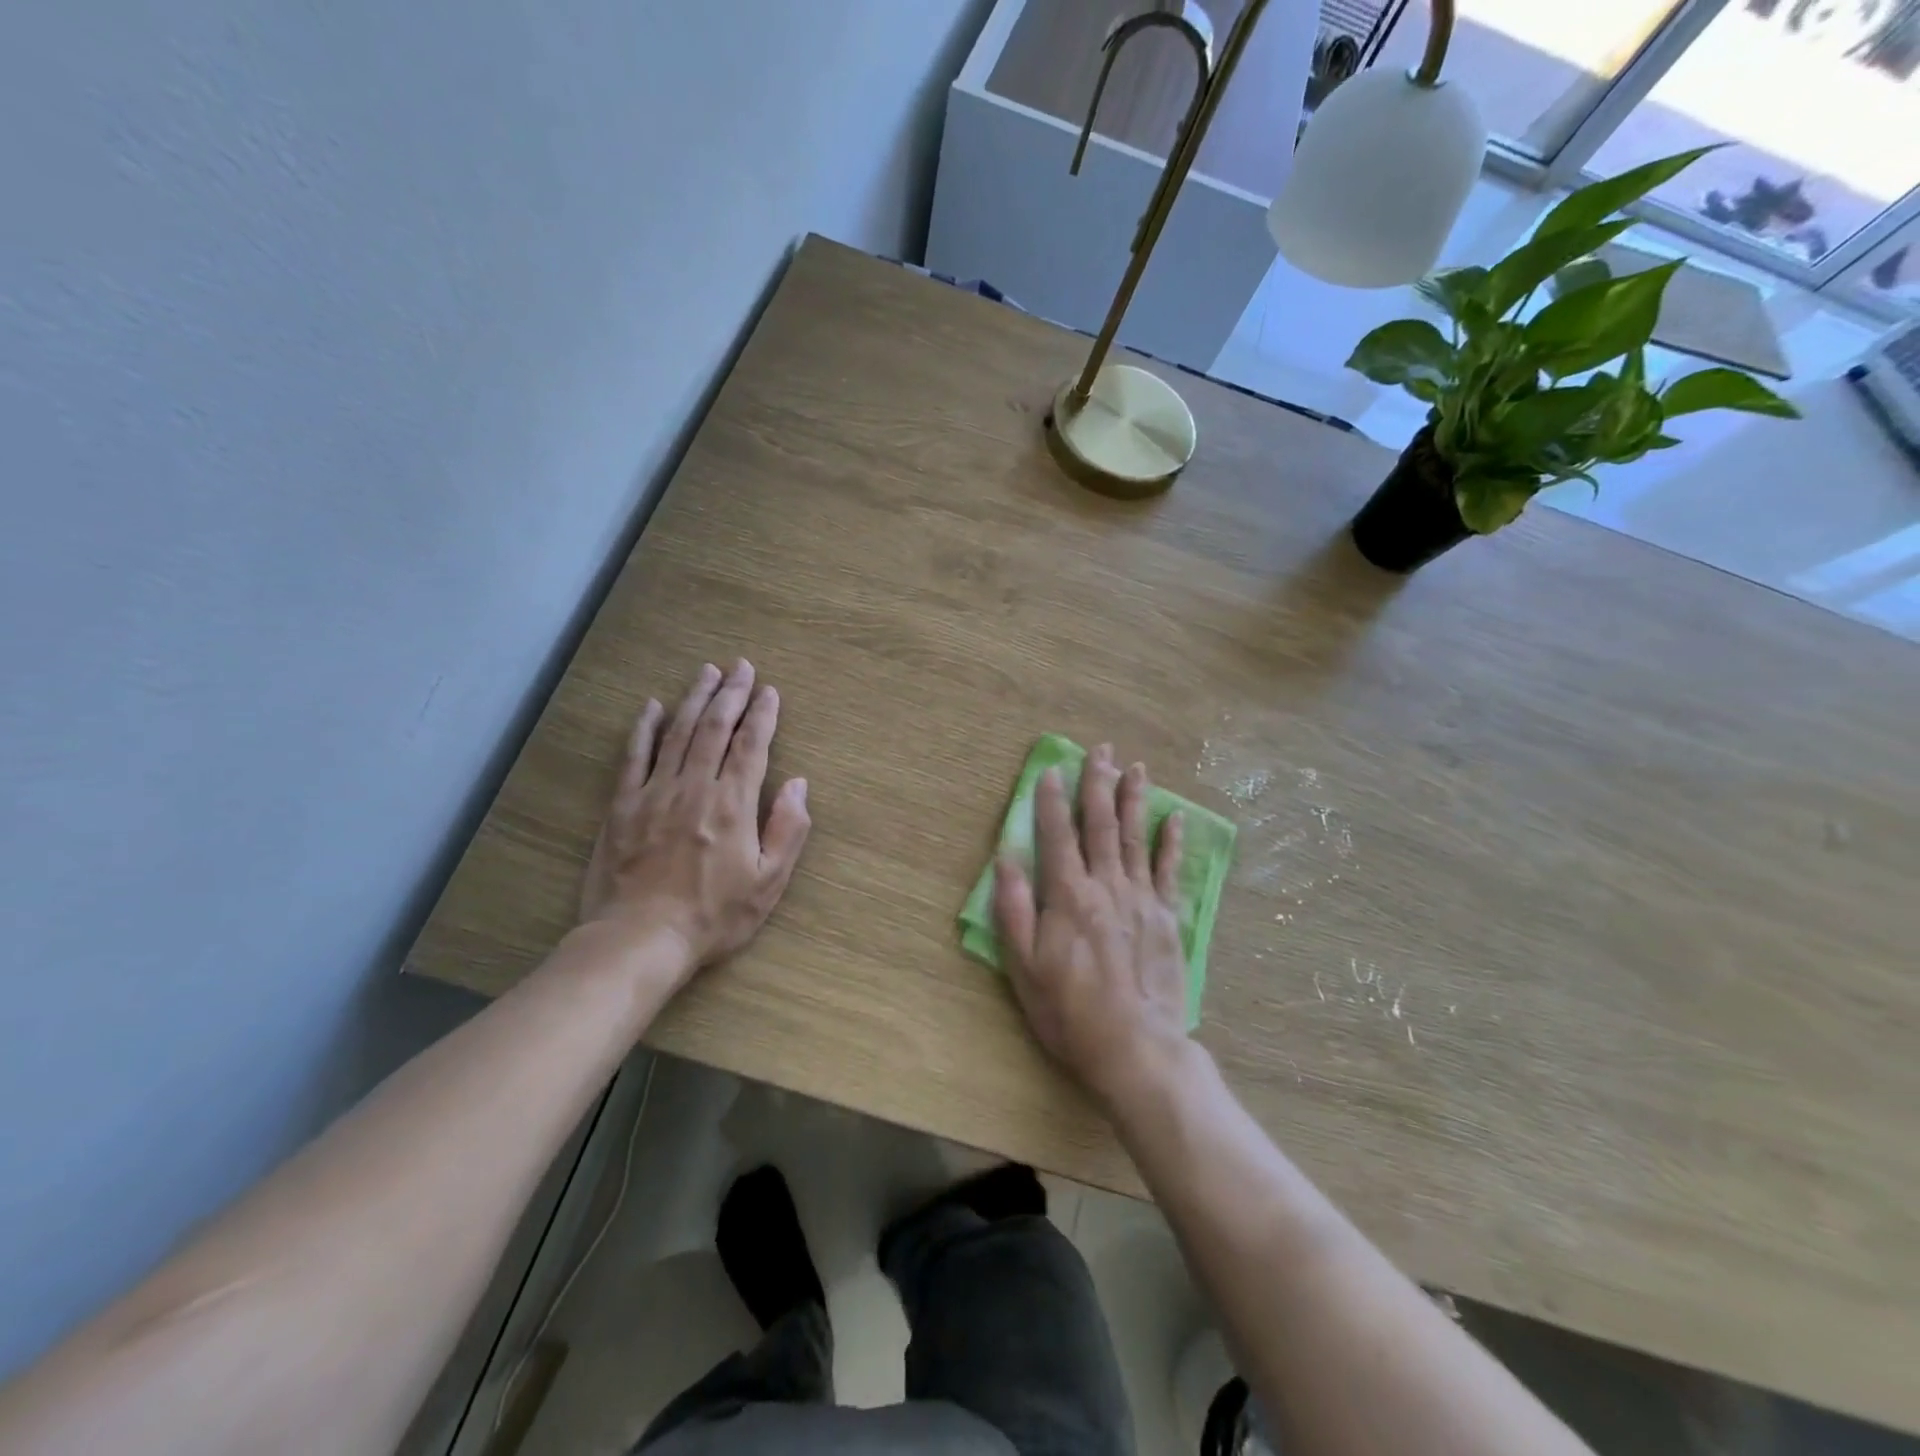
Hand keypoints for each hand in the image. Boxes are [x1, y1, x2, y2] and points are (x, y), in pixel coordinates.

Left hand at [580, 660, 810, 980]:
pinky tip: (651, 707)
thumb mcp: (768, 882)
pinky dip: (643, 729)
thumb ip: (788, 829)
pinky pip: (633, 757)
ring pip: (677, 733)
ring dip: (693, 699)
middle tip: (740, 666)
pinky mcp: (622, 806)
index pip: (751, 746)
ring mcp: (654, 793)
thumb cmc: (713, 916)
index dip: (762, 715)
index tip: (769, 691)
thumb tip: (799, 784)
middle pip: (714, 728)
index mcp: (732, 804)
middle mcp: (694, 787)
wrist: (640, 940)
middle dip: (731, 694)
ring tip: (706, 672)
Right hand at [993, 744, 1188, 1109]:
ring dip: (1134, 799)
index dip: (1051, 800)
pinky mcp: (1166, 917)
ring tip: (1135, 767)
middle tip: (1101, 749)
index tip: (1051, 769)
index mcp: (1068, 896)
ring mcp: (1141, 898)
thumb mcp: (1024, 968)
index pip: (1057, 834)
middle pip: (1100, 824)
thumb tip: (1006, 858)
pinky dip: (1171, 842)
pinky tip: (1174, 818)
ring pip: (1135, 837)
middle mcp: (1106, 885)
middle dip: (1098, 783)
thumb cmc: (1070, 1012)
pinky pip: (1168, 870)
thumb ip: (1014, 910)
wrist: (1136, 1048)